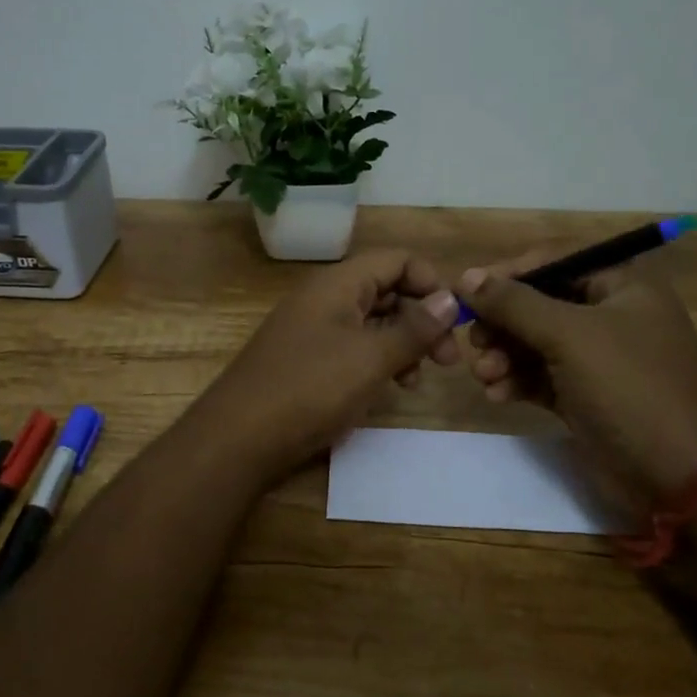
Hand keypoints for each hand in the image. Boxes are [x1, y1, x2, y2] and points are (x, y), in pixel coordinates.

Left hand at [196, 250, 461, 480]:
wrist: (240, 437)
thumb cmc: (310, 388)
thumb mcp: (370, 358)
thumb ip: (414, 328)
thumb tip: (451, 299)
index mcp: (337, 284)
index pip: (396, 260)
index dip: (431, 282)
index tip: (456, 320)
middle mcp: (324, 299)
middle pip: (386, 291)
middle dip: (422, 319)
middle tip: (447, 360)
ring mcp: (312, 330)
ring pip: (371, 323)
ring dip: (402, 344)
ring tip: (417, 380)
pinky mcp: (306, 361)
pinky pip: (352, 349)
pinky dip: (377, 362)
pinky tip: (388, 389)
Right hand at [457, 254, 696, 504]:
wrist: (679, 477)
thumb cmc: (630, 388)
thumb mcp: (569, 336)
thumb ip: (514, 303)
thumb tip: (466, 277)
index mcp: (623, 284)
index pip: (553, 261)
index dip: (507, 275)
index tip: (465, 294)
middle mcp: (611, 314)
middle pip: (539, 304)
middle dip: (502, 324)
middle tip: (474, 343)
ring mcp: (598, 358)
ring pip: (534, 343)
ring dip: (504, 356)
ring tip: (484, 375)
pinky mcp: (585, 395)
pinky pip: (540, 376)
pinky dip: (517, 381)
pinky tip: (497, 395)